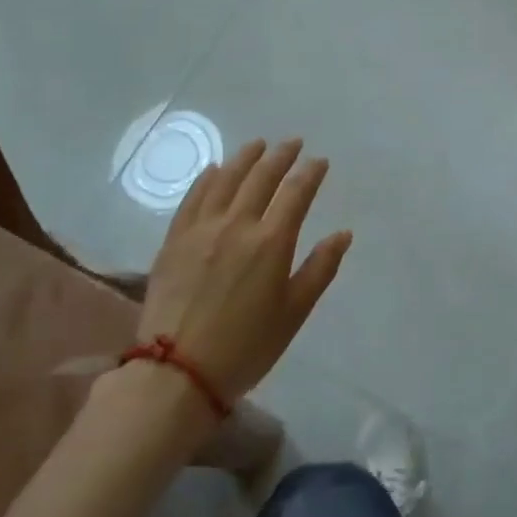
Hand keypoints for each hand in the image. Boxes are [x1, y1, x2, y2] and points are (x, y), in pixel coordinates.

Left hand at [115, 138, 352, 411]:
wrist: (176, 373)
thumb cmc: (245, 347)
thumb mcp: (294, 313)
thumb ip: (320, 269)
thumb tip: (343, 234)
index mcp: (271, 242)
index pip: (296, 193)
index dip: (310, 173)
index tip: (319, 161)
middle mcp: (237, 224)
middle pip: (261, 177)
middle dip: (280, 156)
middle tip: (292, 143)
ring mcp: (201, 228)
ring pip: (226, 179)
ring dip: (245, 158)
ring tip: (257, 145)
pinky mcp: (174, 239)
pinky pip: (193, 197)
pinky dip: (207, 178)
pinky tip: (214, 170)